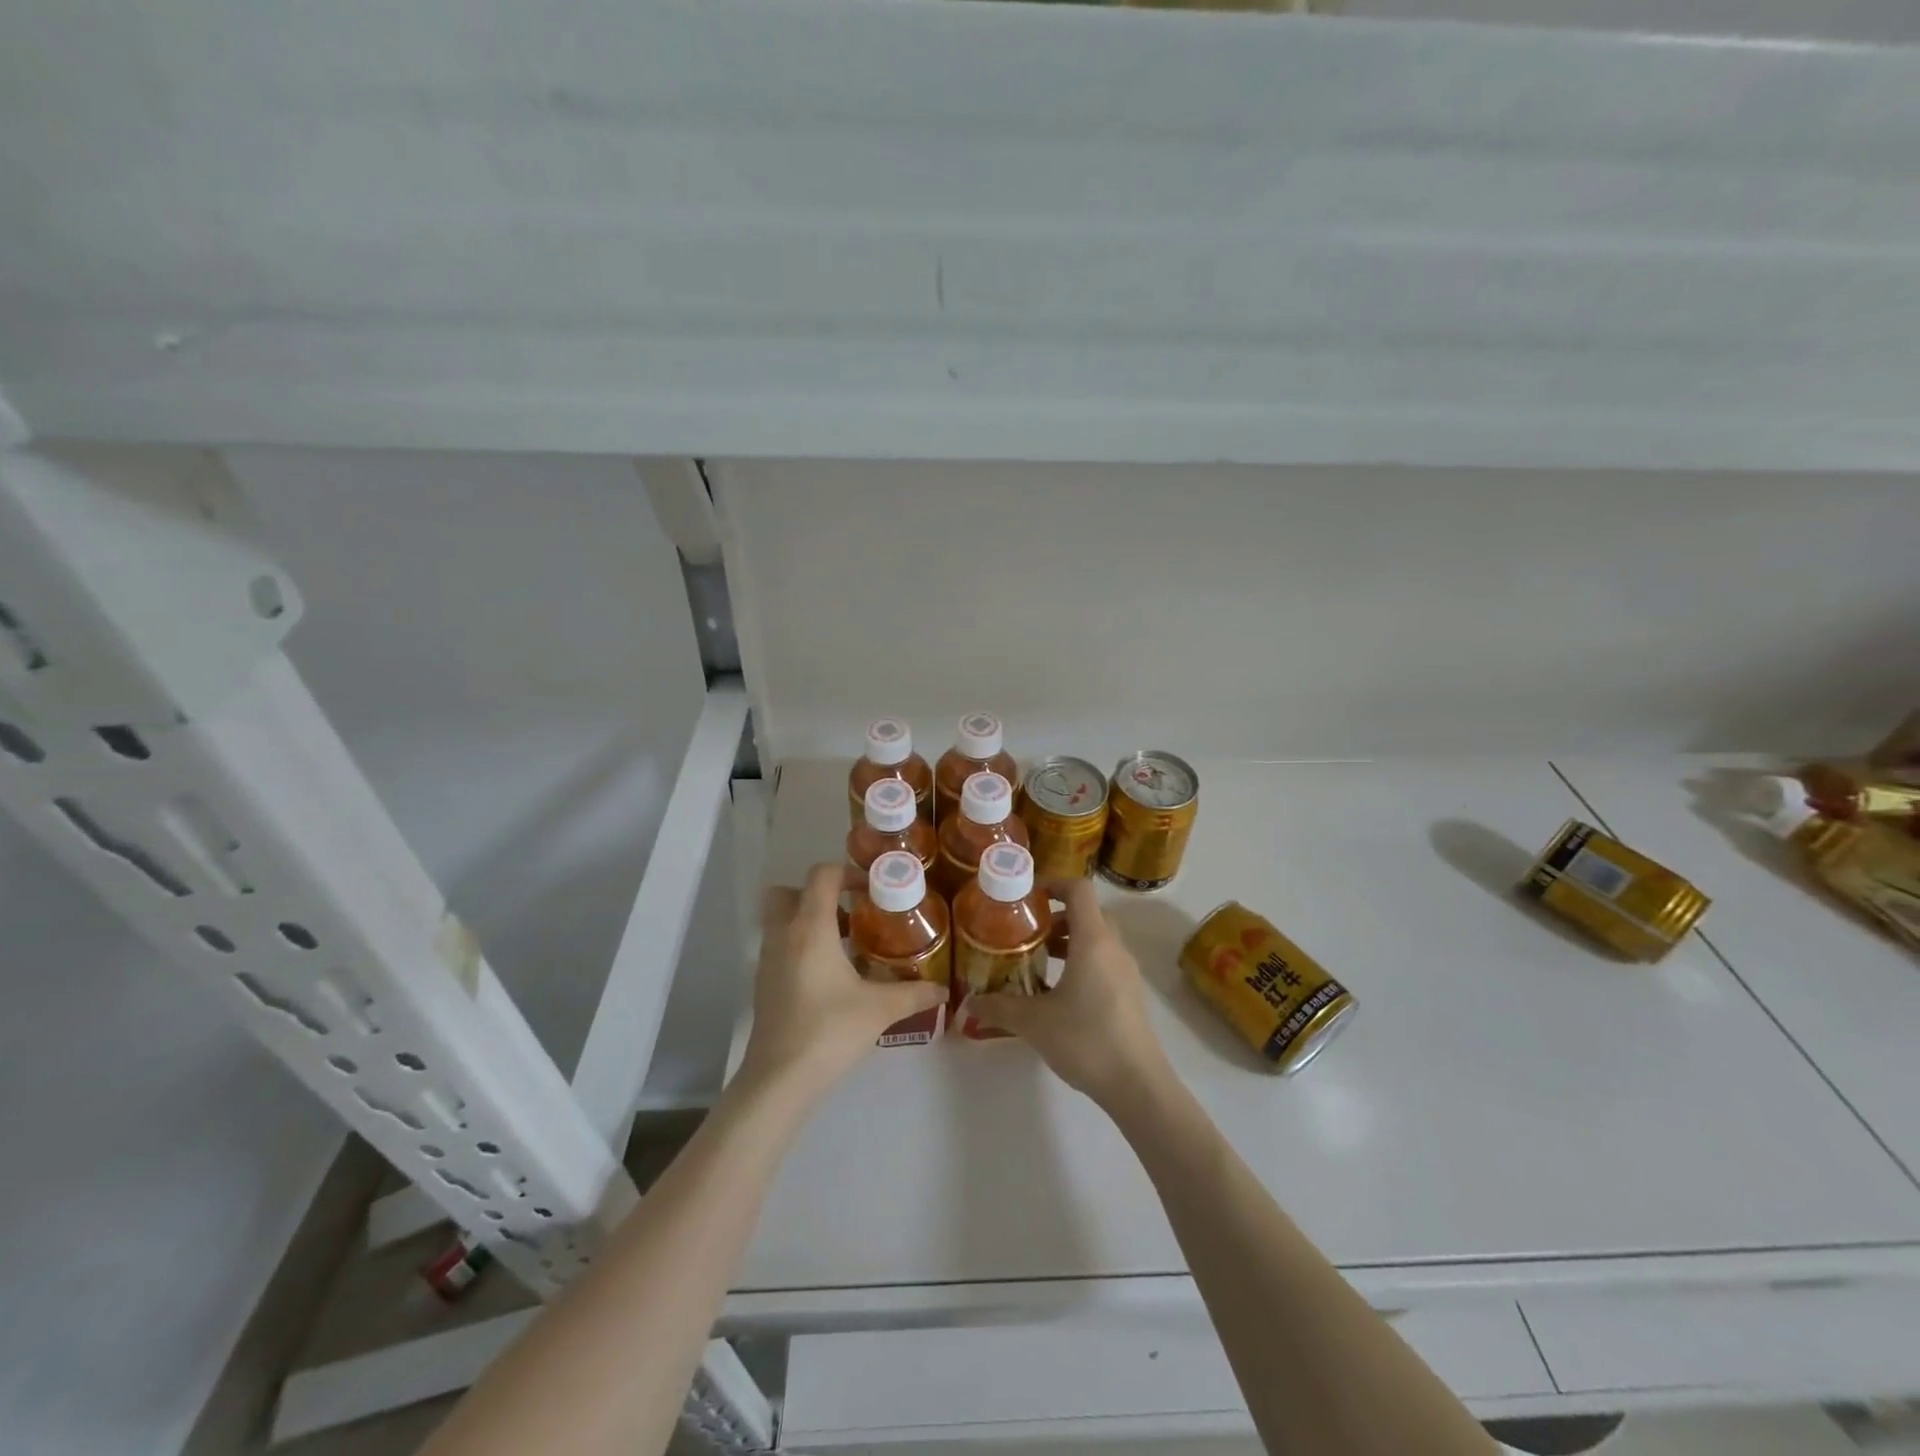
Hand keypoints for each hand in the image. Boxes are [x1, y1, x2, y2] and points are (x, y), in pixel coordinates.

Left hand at [736, 863, 945, 1100]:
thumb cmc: (830, 1032)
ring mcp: (767, 960)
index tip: (873, 890)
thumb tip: (943, 990)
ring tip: (846, 945)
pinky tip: (830, 976)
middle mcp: (783, 935)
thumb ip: (914, 993)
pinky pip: (780, 946)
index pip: (822, 876)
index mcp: (810, 928)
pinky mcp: (762, 984)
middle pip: (790, 892)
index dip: (848, 873)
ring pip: (781, 920)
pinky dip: (801, 946)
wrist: (779, 1080)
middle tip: (852, 913)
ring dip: (810, 921)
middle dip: (819, 895)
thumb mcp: (880, 1009)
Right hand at [972, 880, 1172, 1112]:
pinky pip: (1104, 961)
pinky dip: (1081, 961)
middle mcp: (1113, 947)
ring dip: (1068, 940)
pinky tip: (1058, 991)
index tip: (1026, 896)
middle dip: (1055, 916)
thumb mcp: (1033, 1022)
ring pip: (1096, 938)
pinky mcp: (1130, 993)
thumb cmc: (1086, 1039)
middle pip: (1087, 913)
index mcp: (1093, 940)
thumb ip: (999, 1007)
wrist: (1137, 1084)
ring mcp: (1126, 971)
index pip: (1079, 889)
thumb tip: (969, 1002)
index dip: (1053, 883)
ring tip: (1038, 960)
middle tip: (1026, 932)